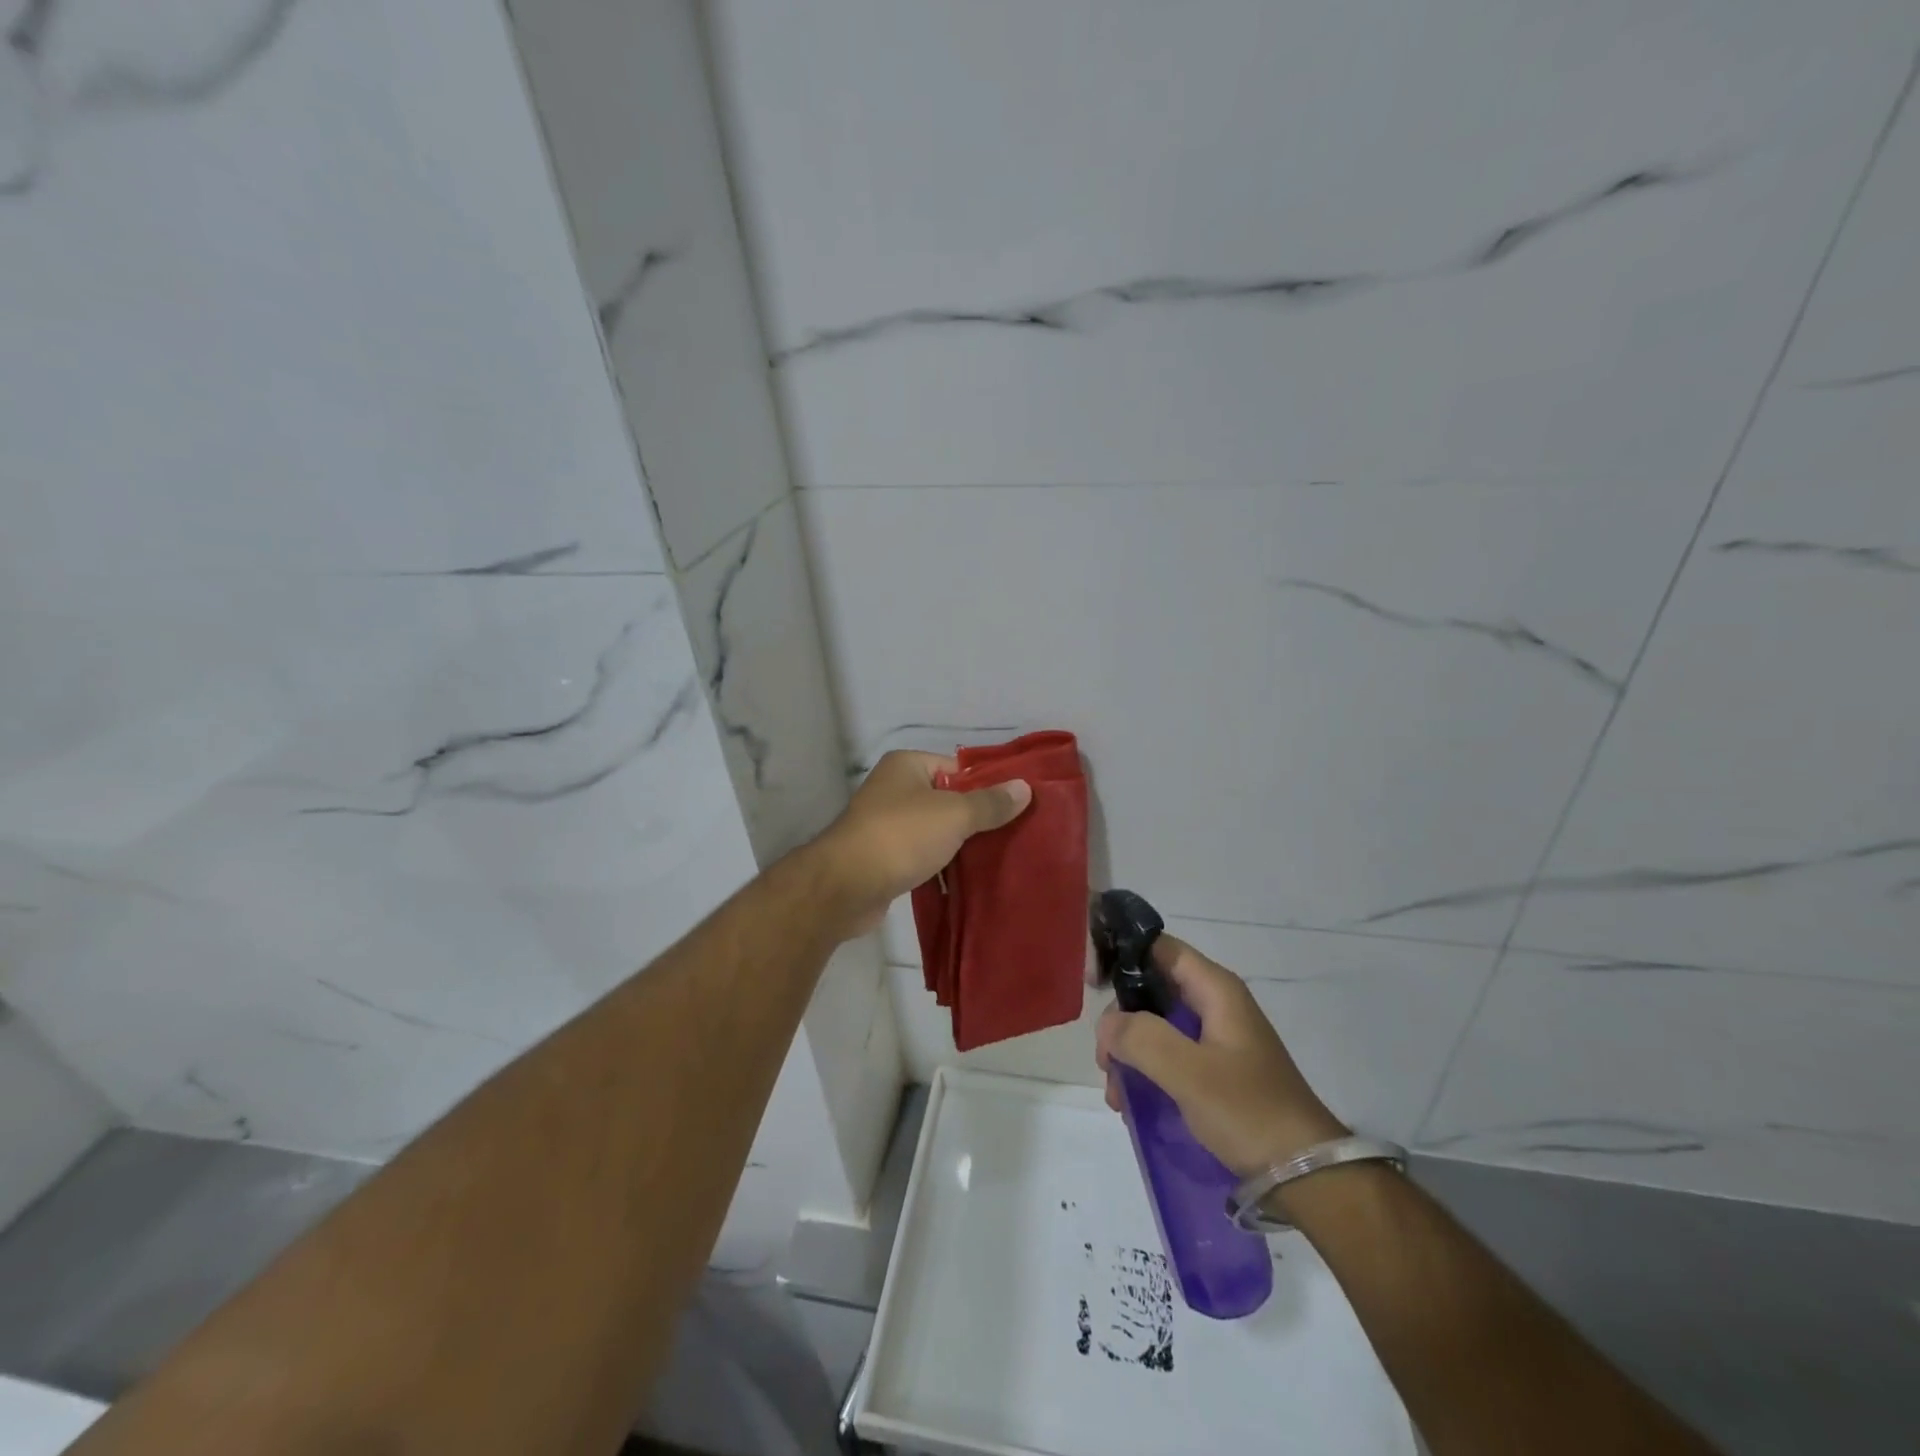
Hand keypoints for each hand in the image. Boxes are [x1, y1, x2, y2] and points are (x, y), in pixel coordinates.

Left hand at [814, 750, 1031, 934]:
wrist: (846, 886)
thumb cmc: (901, 836)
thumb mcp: (954, 814)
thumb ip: (990, 803)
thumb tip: (1024, 788)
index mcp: (906, 765)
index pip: (957, 768)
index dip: (986, 786)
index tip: (1015, 807)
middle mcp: (894, 789)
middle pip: (947, 800)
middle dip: (976, 819)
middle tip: (1013, 835)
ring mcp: (886, 825)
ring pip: (936, 831)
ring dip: (959, 845)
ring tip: (997, 859)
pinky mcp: (884, 858)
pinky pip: (922, 856)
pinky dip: (941, 866)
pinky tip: (967, 880)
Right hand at [1096, 935, 1347, 1176]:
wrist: (1307, 1175)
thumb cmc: (1248, 1111)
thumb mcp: (1189, 1072)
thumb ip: (1141, 1038)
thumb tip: (1107, 1024)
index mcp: (1215, 989)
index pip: (1159, 947)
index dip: (1122, 955)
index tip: (1090, 982)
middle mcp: (1215, 1004)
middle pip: (1152, 989)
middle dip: (1121, 1019)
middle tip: (1104, 1058)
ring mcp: (1216, 1038)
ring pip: (1156, 1026)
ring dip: (1129, 1052)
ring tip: (1117, 1093)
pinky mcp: (1216, 1070)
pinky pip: (1169, 1055)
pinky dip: (1146, 1072)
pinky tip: (1132, 1103)